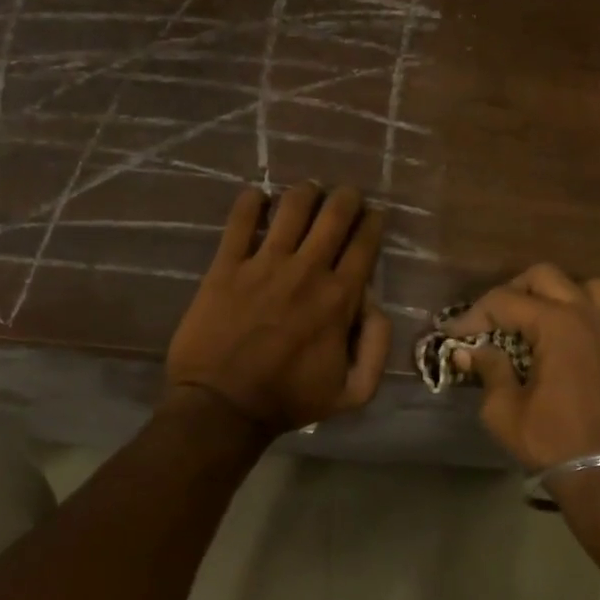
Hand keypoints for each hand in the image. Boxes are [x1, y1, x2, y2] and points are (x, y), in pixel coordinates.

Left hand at [165, 183, 390, 433]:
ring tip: (308, 192)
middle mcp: (307, 269)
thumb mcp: (353, 392)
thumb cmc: (289, 399)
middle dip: (346, 197)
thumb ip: (377, 347)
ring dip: (306, 192)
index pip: (364, 243)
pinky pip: (240, 220)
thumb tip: (376, 303)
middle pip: (334, 214)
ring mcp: (264, 263)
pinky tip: (258, 197)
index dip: (373, 221)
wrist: (222, 406)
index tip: (373, 215)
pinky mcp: (227, 265)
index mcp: (340, 297)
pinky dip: (252, 201)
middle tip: (346, 196)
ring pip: (293, 206)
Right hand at [445, 264, 599, 469]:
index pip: (505, 301)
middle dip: (512, 292)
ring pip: (584, 286)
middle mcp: (589, 315)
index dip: (474, 315)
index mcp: (558, 325)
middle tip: (492, 320)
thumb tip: (470, 350)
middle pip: (545, 277)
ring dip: (555, 294)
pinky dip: (581, 313)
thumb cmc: (554, 443)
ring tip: (535, 320)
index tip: (454, 334)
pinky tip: (565, 341)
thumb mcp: (505, 411)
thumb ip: (489, 370)